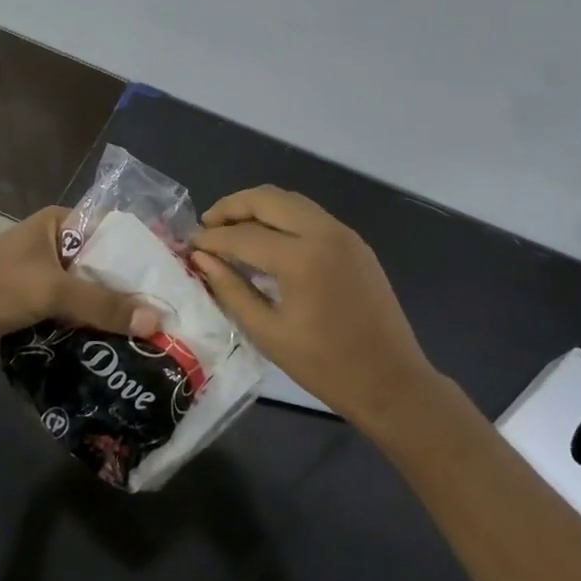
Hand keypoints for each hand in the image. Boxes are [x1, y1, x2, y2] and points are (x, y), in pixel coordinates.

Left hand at [0, 206, 161, 346]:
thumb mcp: (54, 291)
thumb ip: (103, 305)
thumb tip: (156, 322)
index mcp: (60, 222)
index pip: (113, 230)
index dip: (141, 251)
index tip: (170, 276)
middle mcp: (55, 240)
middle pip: (103, 262)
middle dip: (128, 285)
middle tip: (164, 308)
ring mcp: (44, 270)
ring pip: (88, 286)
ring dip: (109, 305)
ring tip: (147, 326)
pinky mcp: (35, 297)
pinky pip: (72, 304)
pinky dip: (89, 318)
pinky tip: (114, 337)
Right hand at [191, 186, 436, 430]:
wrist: (391, 382)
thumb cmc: (325, 366)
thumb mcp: (268, 332)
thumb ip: (231, 289)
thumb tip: (201, 259)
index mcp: (301, 258)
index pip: (243, 235)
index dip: (212, 238)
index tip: (189, 245)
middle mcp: (324, 233)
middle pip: (268, 198)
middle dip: (232, 207)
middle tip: (207, 226)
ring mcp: (344, 234)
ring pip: (291, 200)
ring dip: (258, 207)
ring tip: (231, 229)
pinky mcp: (355, 242)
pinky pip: (310, 215)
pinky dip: (283, 218)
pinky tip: (267, 240)